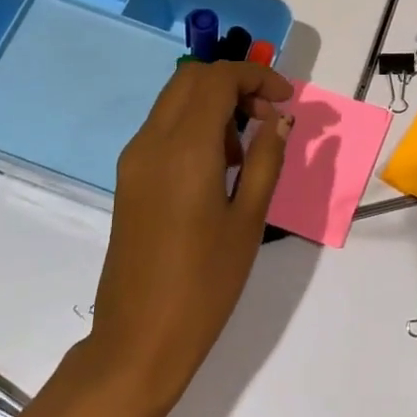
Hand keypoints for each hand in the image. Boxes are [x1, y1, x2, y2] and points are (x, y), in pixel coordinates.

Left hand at [81, 61, 293, 414]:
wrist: (139, 339)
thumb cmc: (205, 283)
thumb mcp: (248, 219)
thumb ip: (266, 159)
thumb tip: (280, 119)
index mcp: (184, 148)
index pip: (217, 79)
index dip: (256, 77)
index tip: (286, 100)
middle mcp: (152, 141)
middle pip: (191, 79)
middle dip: (234, 83)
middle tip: (268, 116)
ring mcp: (135, 159)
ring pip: (175, 101)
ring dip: (214, 104)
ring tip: (247, 149)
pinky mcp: (129, 178)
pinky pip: (163, 129)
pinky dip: (195, 125)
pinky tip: (219, 166)